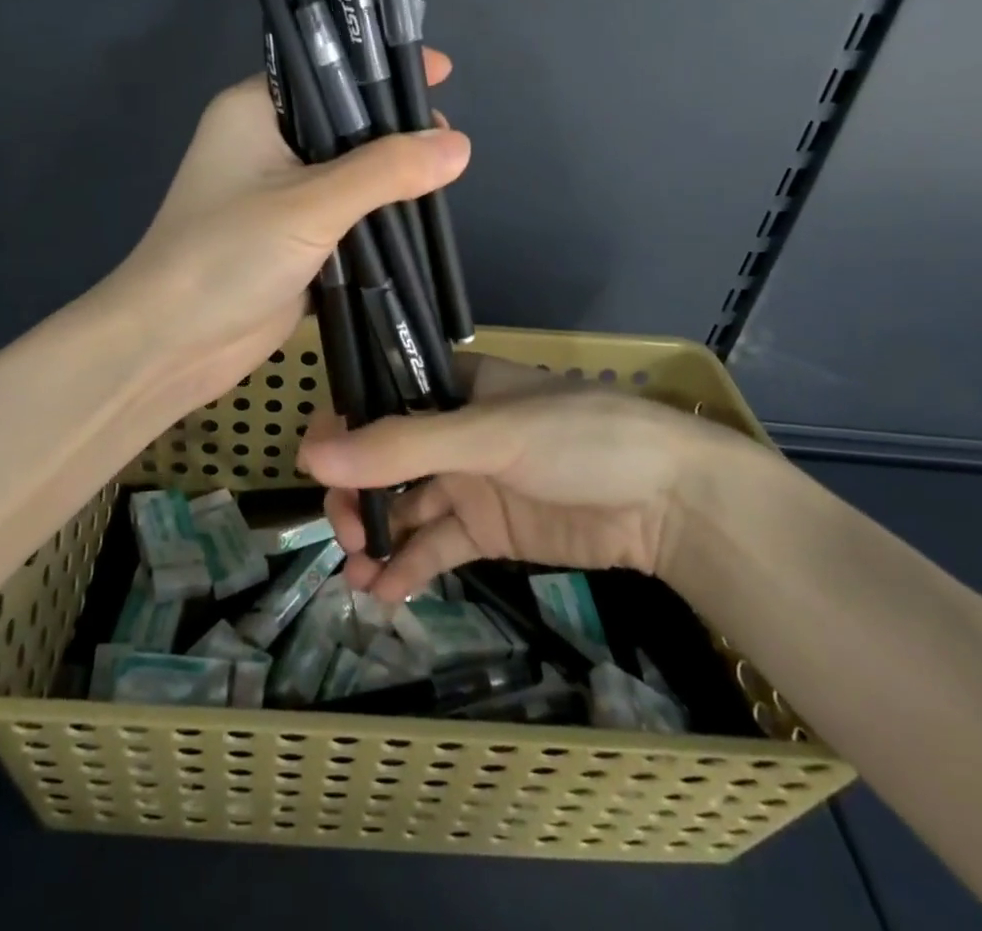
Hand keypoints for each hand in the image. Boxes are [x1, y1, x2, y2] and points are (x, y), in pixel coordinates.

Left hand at [103, 50, 466, 423]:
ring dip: (391, 178)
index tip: (442, 72)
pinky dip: (377, 219)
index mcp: (254, 112)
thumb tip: (459, 145)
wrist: (170, 344)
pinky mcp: (291, 241)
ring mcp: (278, 197)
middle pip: (344, 122)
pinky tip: (420, 219)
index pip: (326, 70)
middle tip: (448, 139)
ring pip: (349, 174)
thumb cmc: (227, 255)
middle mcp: (265, 145)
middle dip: (395, 128)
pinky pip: (345, 218)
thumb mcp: (311, 204)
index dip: (381, 67)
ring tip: (446, 176)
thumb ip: (386, 171)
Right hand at [299, 353, 752, 600]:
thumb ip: (402, 446)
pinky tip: (385, 593)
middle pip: (382, 460)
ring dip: (375, 537)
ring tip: (355, 572)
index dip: (342, 431)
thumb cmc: (578, 438)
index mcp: (451, 387)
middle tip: (344, 532)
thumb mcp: (488, 434)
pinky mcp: (488, 531)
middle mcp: (452, 431)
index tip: (315, 468)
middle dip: (356, 495)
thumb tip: (310, 457)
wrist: (671, 503)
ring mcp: (469, 483)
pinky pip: (435, 547)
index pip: (378, 401)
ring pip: (404, 508)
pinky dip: (408, 568)